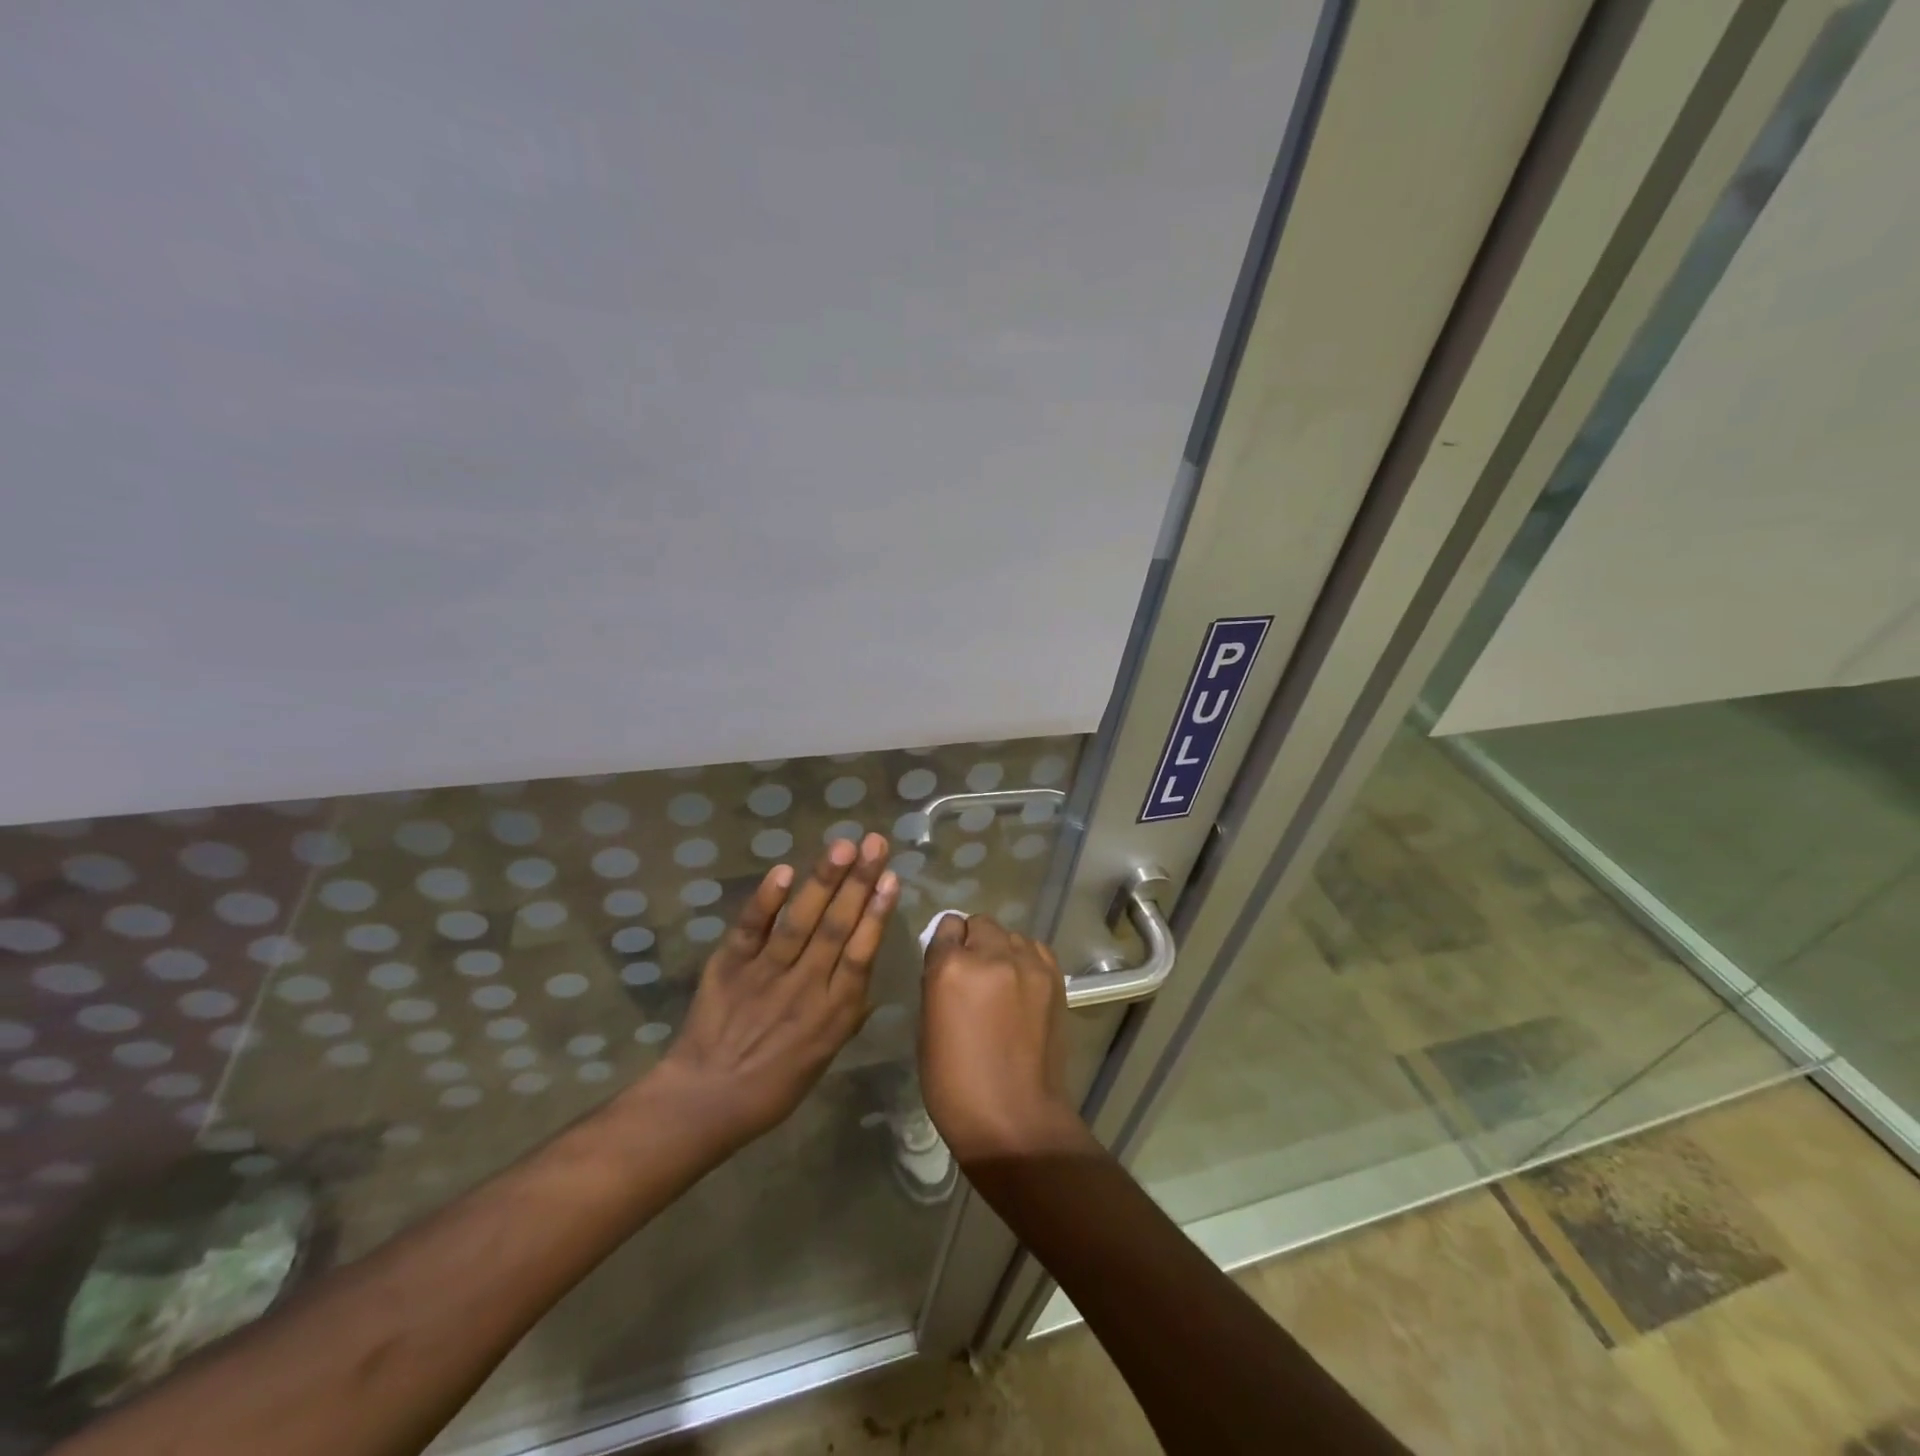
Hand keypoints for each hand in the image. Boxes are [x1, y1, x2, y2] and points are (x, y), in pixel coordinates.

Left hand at [644, 833, 897, 1149]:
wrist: (706, 1100)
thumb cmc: (774, 1084)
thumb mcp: (825, 1056)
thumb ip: (846, 1012)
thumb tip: (865, 975)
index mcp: (833, 1012)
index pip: (861, 952)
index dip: (877, 912)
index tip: (891, 877)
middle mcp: (805, 986)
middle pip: (837, 926)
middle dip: (859, 881)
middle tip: (875, 842)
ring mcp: (766, 973)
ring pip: (801, 921)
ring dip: (823, 880)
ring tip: (842, 845)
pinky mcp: (730, 966)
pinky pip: (751, 928)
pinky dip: (767, 900)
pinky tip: (784, 871)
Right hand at [918, 915, 1092, 1165]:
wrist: (1015, 1119)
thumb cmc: (956, 1084)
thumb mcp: (928, 1028)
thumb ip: (938, 984)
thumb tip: (949, 965)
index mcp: (951, 968)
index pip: (947, 926)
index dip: (946, 943)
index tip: (947, 961)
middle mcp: (992, 955)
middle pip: (981, 923)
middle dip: (974, 941)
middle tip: (974, 974)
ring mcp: (1028, 965)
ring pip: (1011, 935)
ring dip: (1001, 950)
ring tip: (1001, 982)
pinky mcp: (1055, 979)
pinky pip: (1036, 950)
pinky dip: (1026, 960)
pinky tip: (1022, 986)